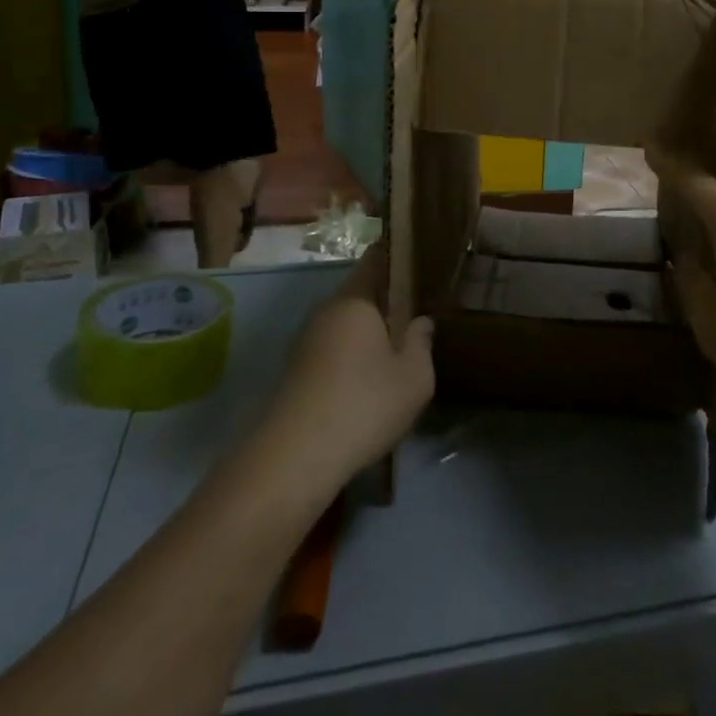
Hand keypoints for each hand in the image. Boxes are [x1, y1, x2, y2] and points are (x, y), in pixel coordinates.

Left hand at [258, 246, 433, 490]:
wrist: (294, 458)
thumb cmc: (363, 404)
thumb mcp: (414, 377)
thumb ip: (421, 342)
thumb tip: (421, 321)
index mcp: (355, 299)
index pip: (376, 260)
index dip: (397, 257)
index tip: (419, 263)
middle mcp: (325, 310)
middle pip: (360, 294)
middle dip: (385, 303)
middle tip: (414, 319)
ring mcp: (304, 341)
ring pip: (344, 325)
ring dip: (366, 335)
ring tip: (394, 356)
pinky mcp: (294, 371)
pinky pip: (330, 351)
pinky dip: (348, 359)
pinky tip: (364, 386)